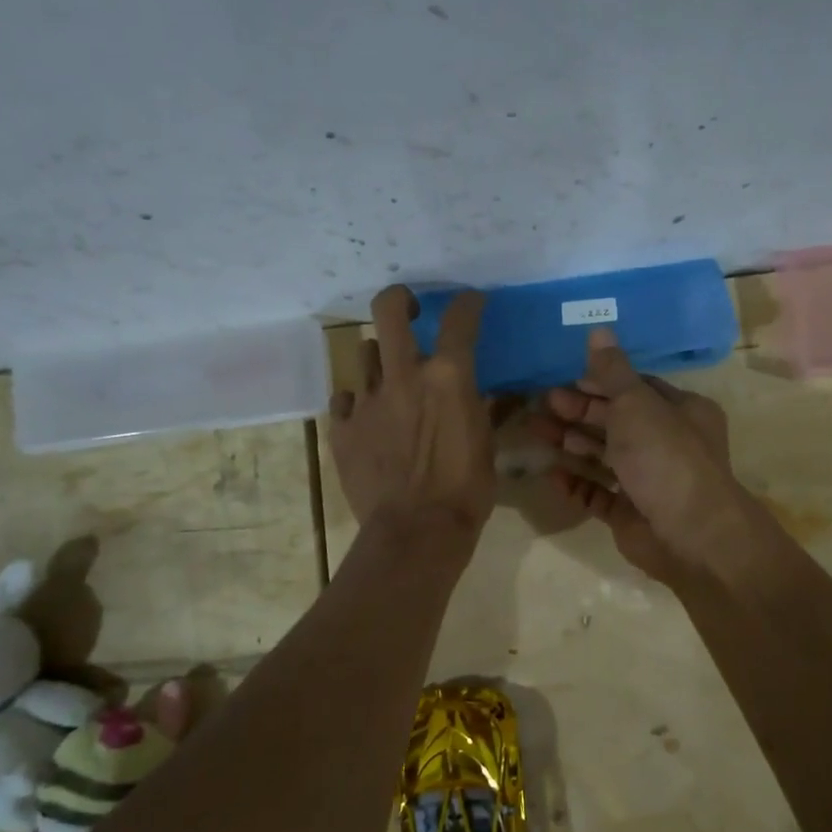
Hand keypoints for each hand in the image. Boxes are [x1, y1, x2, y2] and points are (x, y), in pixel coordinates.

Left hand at [329, 285, 494, 542]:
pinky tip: (367, 419)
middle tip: (409, 311)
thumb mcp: (486, 447)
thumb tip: (490, 393)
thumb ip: (484, 410)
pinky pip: (344, 399)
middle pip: (388, 310)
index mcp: (447, 378)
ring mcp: (366, 400)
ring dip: (381, 359)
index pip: (460, 318)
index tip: (472, 301)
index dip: (468, 302)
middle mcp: (403, 376)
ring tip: (390, 380)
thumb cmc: (465, 491)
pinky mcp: (341, 428)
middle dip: (400, 300)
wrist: (416, 532)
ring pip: (364, 353)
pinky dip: (357, 403)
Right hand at [530, 329, 743, 583]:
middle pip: (616, 422)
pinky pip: (599, 495)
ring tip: (535, 432)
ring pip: (603, 457)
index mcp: (680, 412)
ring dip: (571, 444)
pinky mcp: (631, 514)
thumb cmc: (665, 457)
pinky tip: (550, 475)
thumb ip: (612, 371)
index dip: (600, 382)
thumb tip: (598, 329)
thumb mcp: (637, 404)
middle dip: (579, 412)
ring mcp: (648, 481)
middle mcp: (666, 444)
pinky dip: (577, 484)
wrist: (690, 535)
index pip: (635, 389)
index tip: (563, 377)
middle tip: (541, 404)